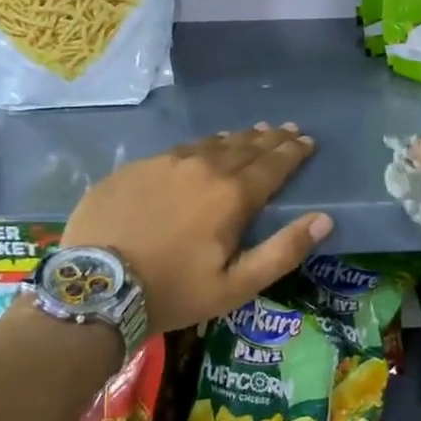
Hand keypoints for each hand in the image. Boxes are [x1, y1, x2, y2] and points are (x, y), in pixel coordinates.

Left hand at [63, 124, 331, 335]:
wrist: (96, 288)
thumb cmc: (173, 292)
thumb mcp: (236, 286)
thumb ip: (283, 251)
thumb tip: (324, 220)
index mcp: (232, 195)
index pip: (273, 164)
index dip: (293, 151)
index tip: (307, 140)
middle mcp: (203, 167)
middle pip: (245, 146)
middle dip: (271, 138)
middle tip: (287, 129)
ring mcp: (165, 163)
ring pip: (212, 143)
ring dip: (238, 138)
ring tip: (253, 133)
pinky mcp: (136, 167)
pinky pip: (179, 150)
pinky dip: (201, 147)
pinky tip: (202, 149)